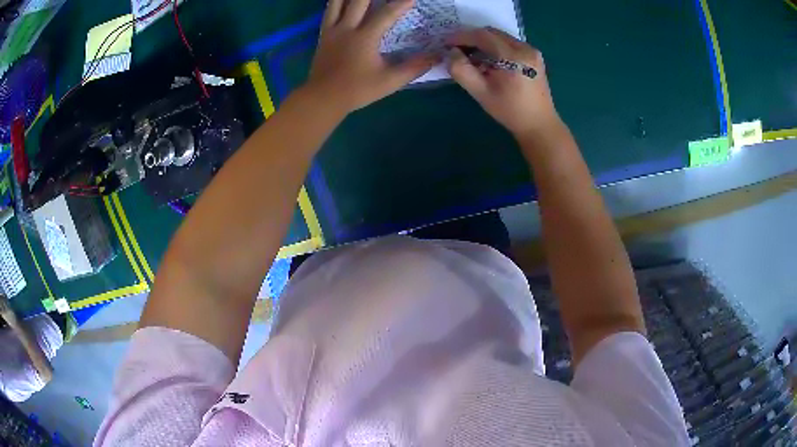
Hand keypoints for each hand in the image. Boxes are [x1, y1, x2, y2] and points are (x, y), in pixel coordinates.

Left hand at [305, 0, 439, 112]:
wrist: (323, 98)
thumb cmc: (357, 90)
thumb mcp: (390, 81)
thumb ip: (414, 67)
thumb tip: (437, 56)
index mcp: (365, 37)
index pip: (387, 13)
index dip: (402, 3)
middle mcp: (347, 28)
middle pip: (359, 0)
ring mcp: (332, 30)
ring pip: (338, 2)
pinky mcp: (323, 35)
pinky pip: (329, 12)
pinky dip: (336, 2)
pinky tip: (342, 1)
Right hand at [446, 28, 561, 138]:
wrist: (539, 125)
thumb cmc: (510, 111)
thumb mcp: (480, 92)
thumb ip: (462, 70)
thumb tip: (452, 53)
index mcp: (514, 56)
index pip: (482, 36)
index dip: (461, 37)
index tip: (446, 44)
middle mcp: (525, 48)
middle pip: (491, 33)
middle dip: (471, 38)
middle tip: (457, 50)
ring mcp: (532, 51)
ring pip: (500, 37)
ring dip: (482, 42)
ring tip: (471, 58)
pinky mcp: (534, 56)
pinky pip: (508, 44)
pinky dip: (494, 47)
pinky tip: (488, 62)